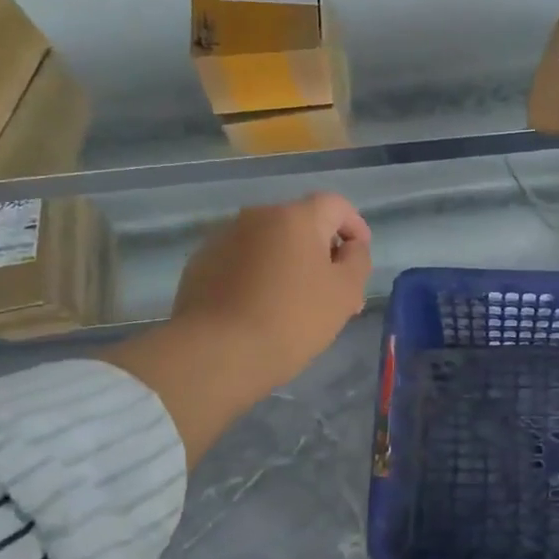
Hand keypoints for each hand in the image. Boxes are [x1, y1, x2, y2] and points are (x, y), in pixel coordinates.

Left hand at [172, 192, 371, 408]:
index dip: (354, 226)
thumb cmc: (292, 319)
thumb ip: (357, 260)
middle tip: (332, 289)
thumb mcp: (345, 292)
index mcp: (296, 217)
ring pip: (269, 243)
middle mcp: (257, 216)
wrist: (217, 353)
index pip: (335, 205)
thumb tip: (350, 247)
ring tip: (295, 303)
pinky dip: (257, 275)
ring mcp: (223, 238)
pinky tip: (260, 308)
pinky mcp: (200, 264)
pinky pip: (241, 260)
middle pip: (301, 224)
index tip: (359, 257)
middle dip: (321, 250)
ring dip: (287, 263)